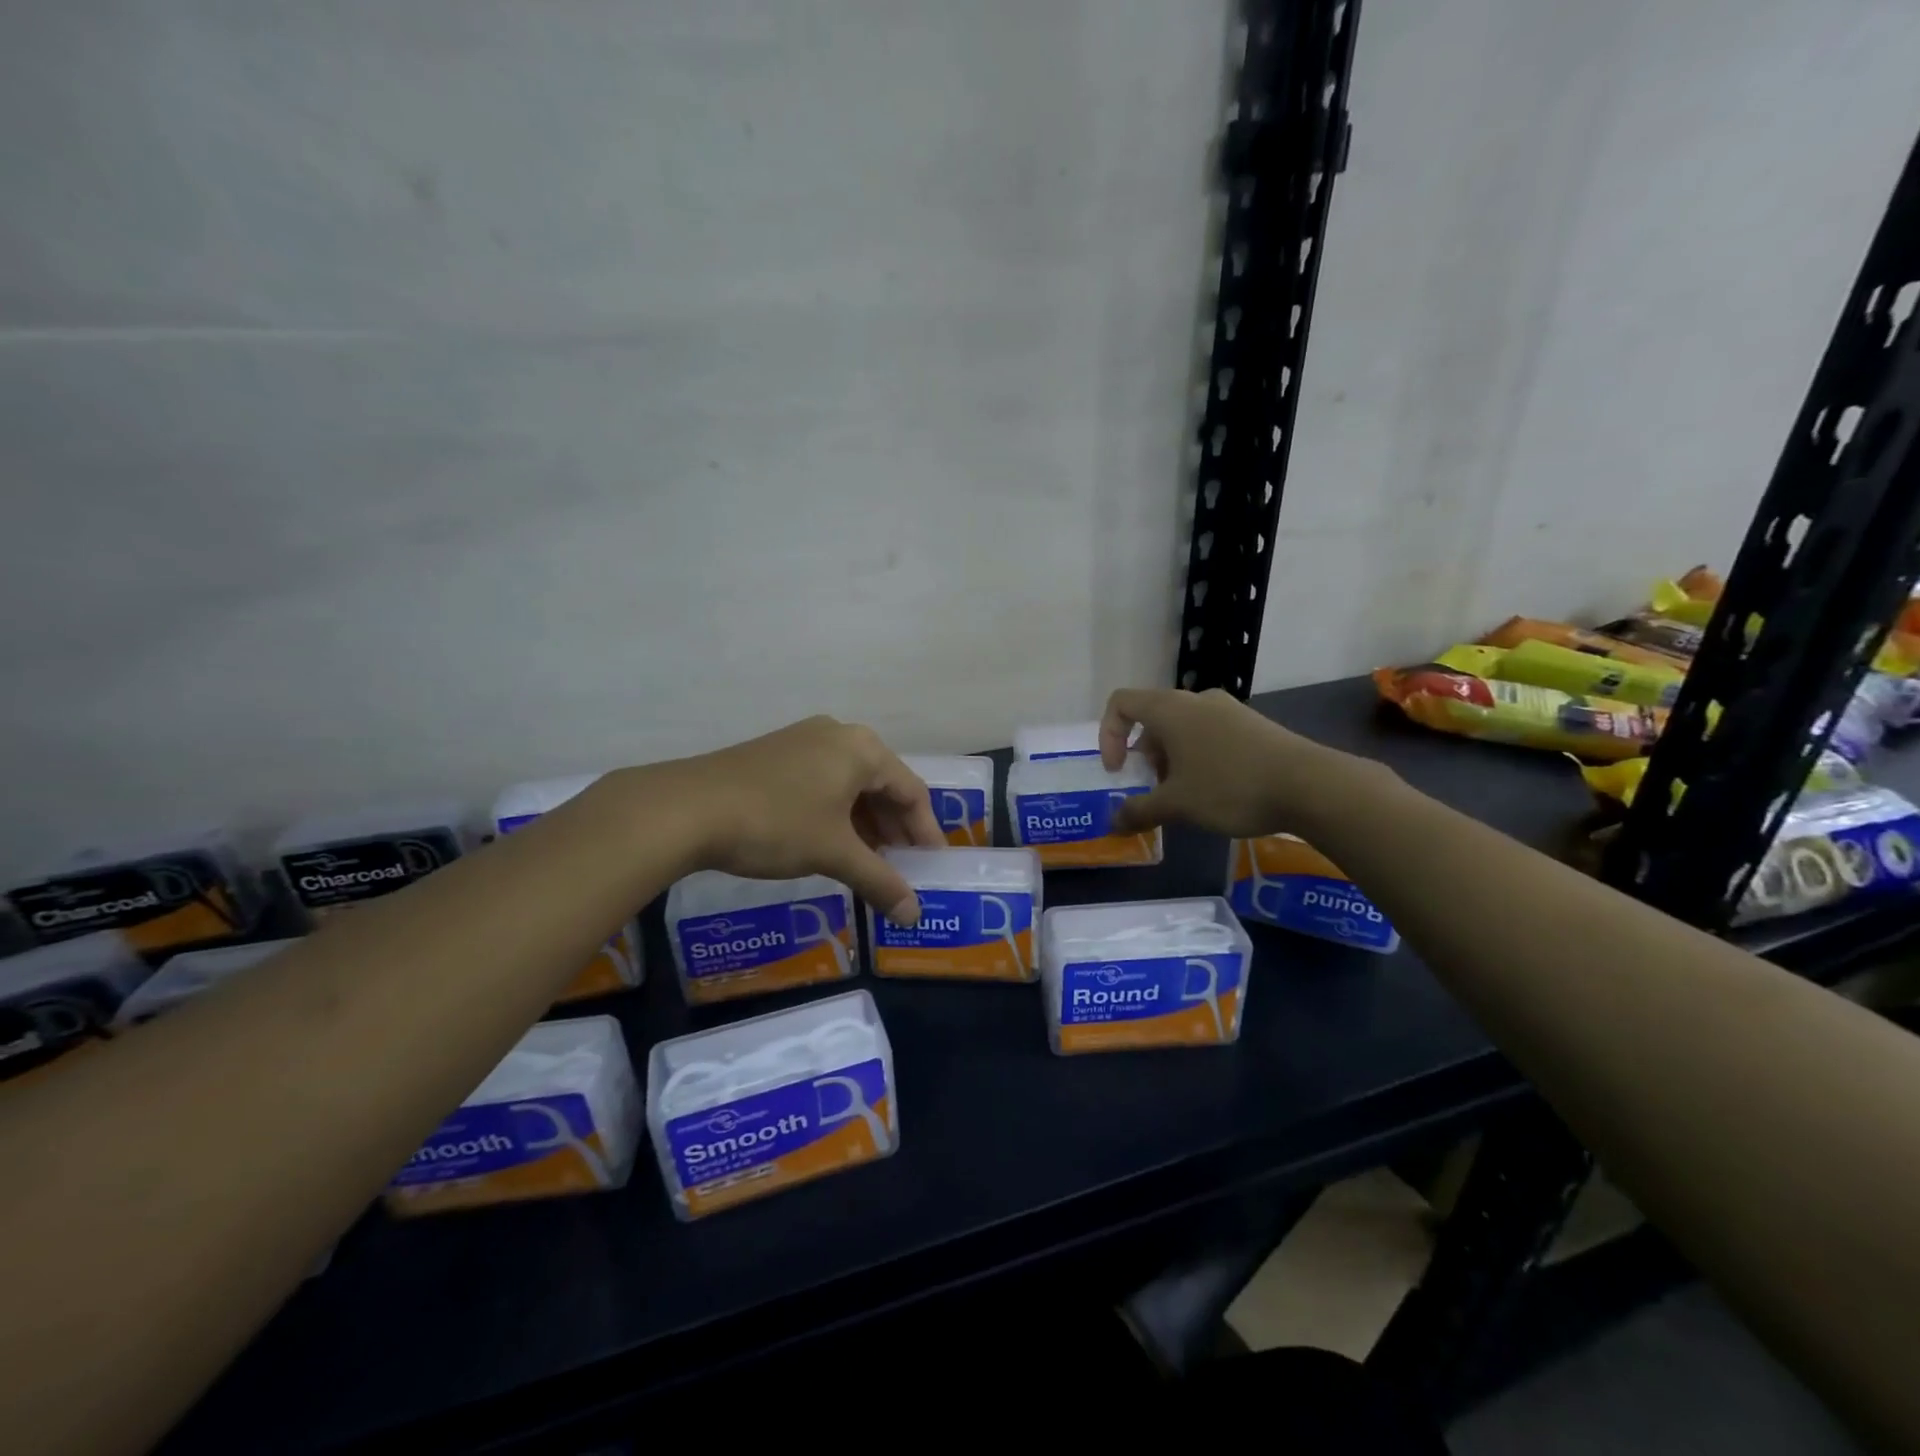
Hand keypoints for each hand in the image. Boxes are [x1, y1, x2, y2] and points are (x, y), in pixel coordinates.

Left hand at [672, 715, 945, 923]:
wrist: (687, 808)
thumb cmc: (776, 823)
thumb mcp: (834, 853)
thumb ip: (880, 881)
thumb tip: (914, 915)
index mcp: (863, 749)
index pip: (912, 791)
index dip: (926, 832)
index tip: (932, 866)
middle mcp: (839, 735)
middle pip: (883, 785)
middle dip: (895, 829)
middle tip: (902, 868)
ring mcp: (804, 741)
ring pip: (851, 785)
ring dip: (866, 824)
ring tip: (869, 862)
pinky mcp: (777, 754)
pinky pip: (823, 783)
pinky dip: (837, 814)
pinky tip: (831, 843)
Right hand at [1098, 687, 1358, 838]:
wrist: (1311, 785)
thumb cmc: (1230, 787)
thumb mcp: (1177, 805)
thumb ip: (1139, 811)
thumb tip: (1113, 823)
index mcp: (1170, 709)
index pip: (1121, 703)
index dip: (1108, 735)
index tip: (1119, 772)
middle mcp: (1197, 701)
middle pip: (1153, 718)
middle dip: (1145, 756)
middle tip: (1155, 790)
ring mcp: (1229, 710)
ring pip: (1183, 728)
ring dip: (1172, 760)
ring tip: (1186, 797)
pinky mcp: (1253, 725)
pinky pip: (1211, 735)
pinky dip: (1199, 758)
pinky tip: (1217, 792)